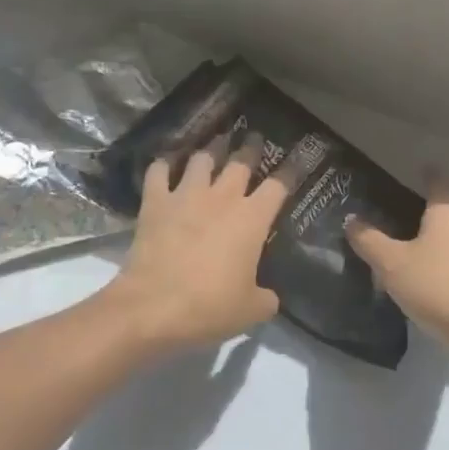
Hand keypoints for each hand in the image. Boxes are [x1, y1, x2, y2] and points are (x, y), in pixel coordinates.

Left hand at [103, 134, 293, 355]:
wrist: (153, 307)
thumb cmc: (209, 306)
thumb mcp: (251, 310)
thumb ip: (266, 297)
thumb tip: (269, 296)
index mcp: (252, 219)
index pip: (279, 185)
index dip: (290, 172)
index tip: (296, 161)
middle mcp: (222, 197)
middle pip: (241, 161)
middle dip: (251, 149)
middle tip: (255, 140)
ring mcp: (186, 195)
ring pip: (202, 158)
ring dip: (210, 151)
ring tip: (214, 148)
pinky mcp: (155, 202)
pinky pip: (159, 171)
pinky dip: (164, 165)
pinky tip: (166, 164)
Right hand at [344, 181, 448, 356]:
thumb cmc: (436, 287)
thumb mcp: (391, 265)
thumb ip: (369, 241)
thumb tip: (351, 219)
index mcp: (448, 213)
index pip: (438, 182)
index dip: (428, 175)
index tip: (419, 171)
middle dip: (440, 207)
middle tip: (416, 214)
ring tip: (425, 249)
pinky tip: (442, 276)